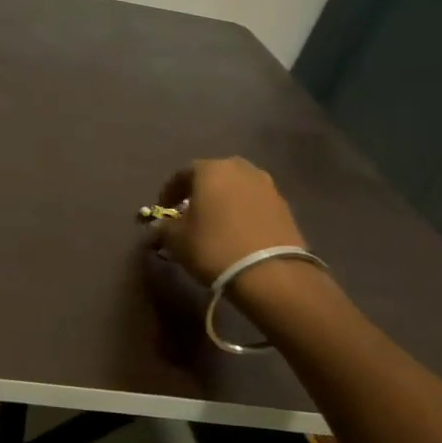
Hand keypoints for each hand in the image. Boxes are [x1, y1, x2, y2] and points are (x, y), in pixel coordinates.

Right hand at [153, 157, 307, 300]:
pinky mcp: (284, 206)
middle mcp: (241, 169)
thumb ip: (163, 228)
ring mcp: (267, 186)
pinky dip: (242, 211)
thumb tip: (157, 227)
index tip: (163, 208)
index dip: (169, 191)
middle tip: (189, 211)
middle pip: (213, 175)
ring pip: (236, 187)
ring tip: (214, 221)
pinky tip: (236, 230)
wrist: (270, 273)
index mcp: (211, 170)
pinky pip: (254, 202)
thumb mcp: (176, 240)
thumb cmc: (213, 247)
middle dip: (199, 191)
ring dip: (223, 200)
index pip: (182, 174)